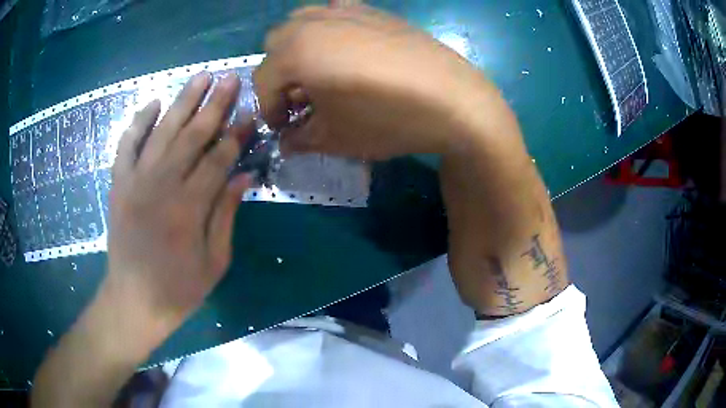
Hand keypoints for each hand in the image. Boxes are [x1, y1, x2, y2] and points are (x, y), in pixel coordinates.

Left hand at [104, 73, 251, 330]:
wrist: (133, 300)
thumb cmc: (178, 288)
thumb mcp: (214, 262)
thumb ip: (226, 214)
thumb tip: (243, 175)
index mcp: (188, 208)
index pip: (218, 159)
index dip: (237, 135)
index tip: (252, 114)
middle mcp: (160, 186)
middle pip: (191, 135)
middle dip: (214, 105)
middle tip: (231, 79)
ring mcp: (135, 181)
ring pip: (162, 131)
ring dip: (182, 101)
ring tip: (201, 77)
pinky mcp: (118, 184)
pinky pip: (126, 145)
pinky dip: (139, 122)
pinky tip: (154, 103)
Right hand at [254, 5, 503, 160]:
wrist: (455, 100)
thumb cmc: (387, 119)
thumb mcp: (336, 138)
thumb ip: (300, 138)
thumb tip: (286, 142)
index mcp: (295, 51)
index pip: (263, 81)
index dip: (268, 109)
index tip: (283, 129)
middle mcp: (313, 22)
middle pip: (275, 45)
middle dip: (279, 74)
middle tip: (300, 100)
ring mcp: (344, 10)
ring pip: (301, 23)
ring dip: (298, 49)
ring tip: (320, 75)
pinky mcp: (371, 9)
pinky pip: (334, 13)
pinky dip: (326, 30)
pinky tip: (345, 50)